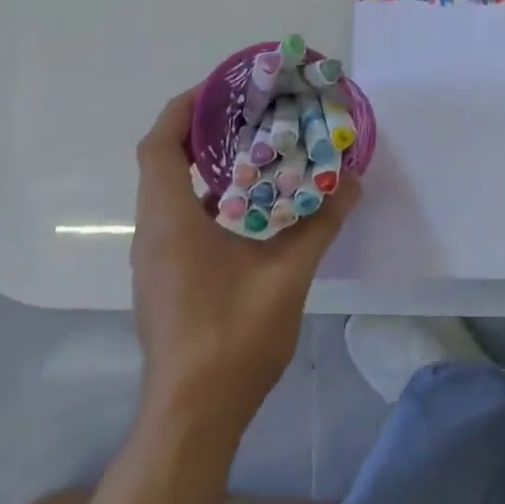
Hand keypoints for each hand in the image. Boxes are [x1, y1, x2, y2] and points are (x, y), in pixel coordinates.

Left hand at [130, 87, 359, 436]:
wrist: (193, 416)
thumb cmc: (232, 338)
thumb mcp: (287, 276)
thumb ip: (320, 225)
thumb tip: (351, 182)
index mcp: (171, 222)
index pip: (159, 146)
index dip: (183, 109)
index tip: (220, 87)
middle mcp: (153, 233)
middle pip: (162, 163)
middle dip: (200, 131)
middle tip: (250, 113)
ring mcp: (155, 260)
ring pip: (170, 193)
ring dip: (204, 166)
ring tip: (255, 151)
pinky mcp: (165, 280)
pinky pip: (179, 219)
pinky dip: (207, 198)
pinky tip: (251, 208)